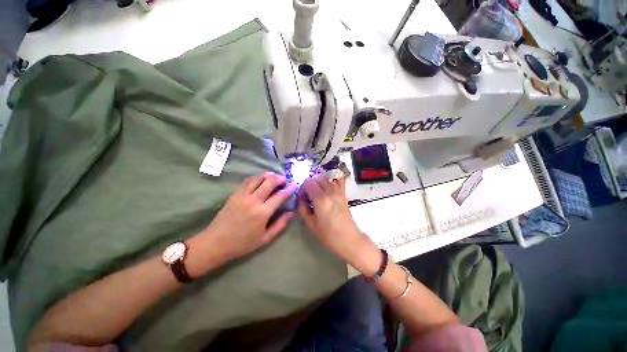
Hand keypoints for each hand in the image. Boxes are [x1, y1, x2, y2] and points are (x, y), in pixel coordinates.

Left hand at [189, 172, 295, 274]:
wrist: (215, 243)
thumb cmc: (243, 244)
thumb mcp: (265, 238)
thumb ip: (280, 224)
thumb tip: (291, 212)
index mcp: (263, 212)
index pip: (280, 195)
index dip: (289, 188)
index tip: (294, 185)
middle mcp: (253, 200)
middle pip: (269, 181)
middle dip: (280, 178)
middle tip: (285, 181)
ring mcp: (242, 195)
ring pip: (258, 178)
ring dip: (269, 175)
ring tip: (275, 178)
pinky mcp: (235, 194)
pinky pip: (248, 181)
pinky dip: (257, 178)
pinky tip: (261, 180)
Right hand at [297, 174, 373, 265]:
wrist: (349, 239)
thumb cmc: (328, 235)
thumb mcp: (311, 224)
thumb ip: (303, 209)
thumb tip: (300, 199)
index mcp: (320, 199)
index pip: (308, 182)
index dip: (303, 188)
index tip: (302, 196)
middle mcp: (330, 192)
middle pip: (317, 178)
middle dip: (310, 184)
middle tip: (308, 194)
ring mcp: (338, 192)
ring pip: (327, 178)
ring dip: (320, 182)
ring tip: (317, 192)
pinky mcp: (344, 194)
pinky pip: (337, 182)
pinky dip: (331, 181)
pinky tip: (328, 188)